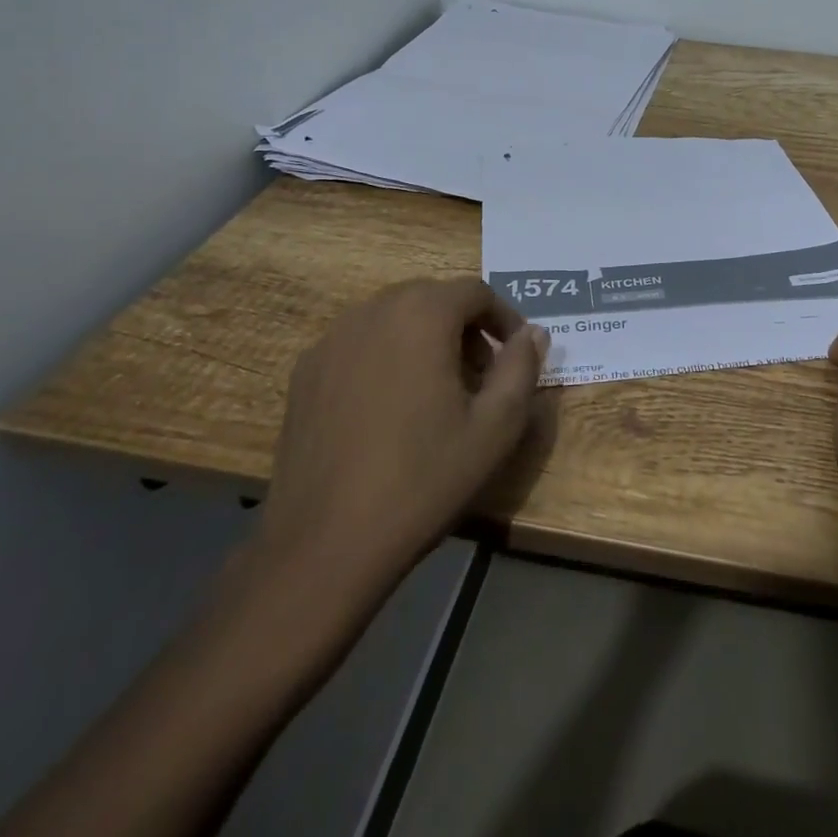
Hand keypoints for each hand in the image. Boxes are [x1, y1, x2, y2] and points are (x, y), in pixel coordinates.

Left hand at [253, 277, 548, 608]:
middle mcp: (372, 312)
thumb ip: (521, 368)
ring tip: (437, 391)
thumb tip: (533, 334)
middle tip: (482, 375)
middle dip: (465, 326)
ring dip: (424, 338)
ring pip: (392, 318)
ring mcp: (330, 341)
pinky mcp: (304, 373)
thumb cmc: (422, 479)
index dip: (504, 317)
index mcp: (421, 315)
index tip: (516, 354)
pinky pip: (358, 344)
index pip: (475, 291)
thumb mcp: (496, 427)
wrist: (325, 544)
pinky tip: (389, 408)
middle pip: (432, 298)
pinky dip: (385, 356)